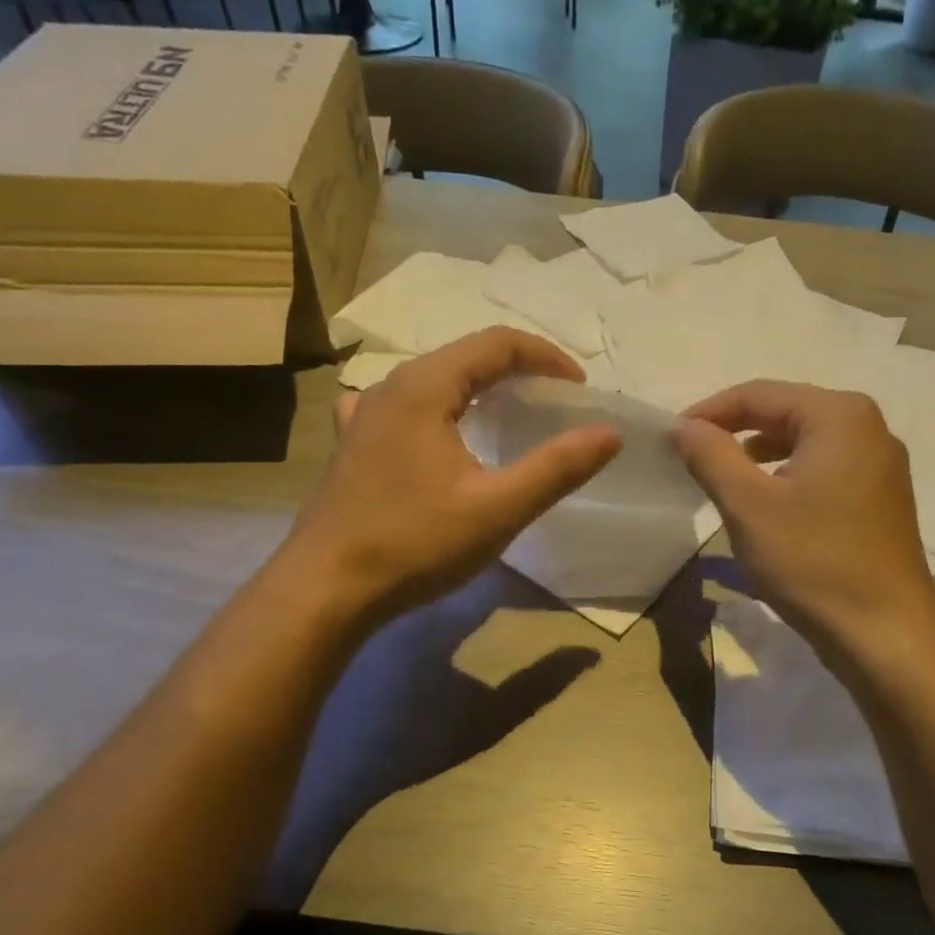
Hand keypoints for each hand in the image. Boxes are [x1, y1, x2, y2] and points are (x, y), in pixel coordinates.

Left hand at [287, 330, 620, 626]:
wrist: (325, 590)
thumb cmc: (414, 545)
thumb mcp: (497, 509)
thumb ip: (557, 468)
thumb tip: (609, 433)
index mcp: (424, 388)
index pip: (497, 344)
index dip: (546, 358)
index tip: (579, 390)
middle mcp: (390, 388)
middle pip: (464, 357)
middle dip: (516, 370)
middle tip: (554, 402)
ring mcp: (363, 416)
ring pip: (433, 381)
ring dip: (478, 388)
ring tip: (507, 415)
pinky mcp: (352, 445)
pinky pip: (403, 406)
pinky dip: (437, 408)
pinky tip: (435, 432)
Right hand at [675, 381, 934, 651]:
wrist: (884, 634)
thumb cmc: (813, 562)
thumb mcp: (749, 505)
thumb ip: (711, 455)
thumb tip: (685, 426)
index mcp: (840, 415)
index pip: (759, 394)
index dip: (709, 412)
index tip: (671, 437)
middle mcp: (869, 427)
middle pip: (786, 412)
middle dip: (735, 431)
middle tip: (693, 457)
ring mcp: (882, 464)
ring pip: (805, 443)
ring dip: (760, 455)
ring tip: (724, 478)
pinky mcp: (882, 498)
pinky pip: (824, 469)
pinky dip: (789, 476)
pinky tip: (768, 504)